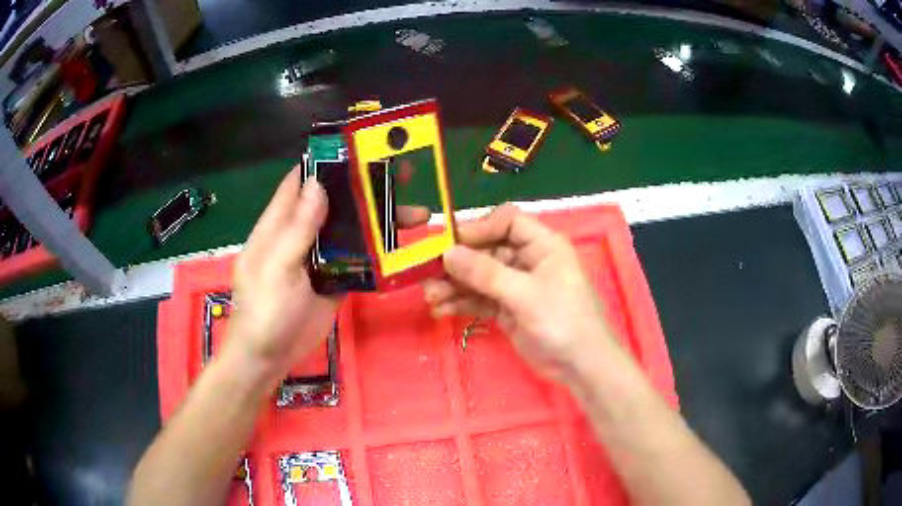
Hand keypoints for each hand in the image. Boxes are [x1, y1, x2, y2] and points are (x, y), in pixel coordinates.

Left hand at [226, 167, 429, 383]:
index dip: (326, 162)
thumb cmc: (264, 311)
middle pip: (334, 204)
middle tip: (404, 177)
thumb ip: (297, 229)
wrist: (269, 358)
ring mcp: (320, 259)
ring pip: (351, 231)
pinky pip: (358, 261)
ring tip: (417, 215)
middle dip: (365, 189)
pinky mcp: (335, 281)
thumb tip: (318, 183)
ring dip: (379, 221)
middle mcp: (301, 235)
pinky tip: (404, 247)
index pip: (300, 183)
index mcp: (279, 225)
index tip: (360, 147)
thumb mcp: (277, 268)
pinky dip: (378, 253)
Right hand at [423, 204, 615, 380]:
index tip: (451, 244)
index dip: (479, 228)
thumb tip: (448, 254)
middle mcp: (528, 259)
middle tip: (429, 275)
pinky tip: (441, 310)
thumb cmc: (562, 321)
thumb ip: (486, 273)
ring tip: (431, 297)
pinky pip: (480, 298)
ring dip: (454, 285)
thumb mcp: (525, 295)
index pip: (507, 222)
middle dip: (458, 263)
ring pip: (479, 276)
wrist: (581, 366)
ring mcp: (516, 285)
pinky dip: (462, 302)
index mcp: (542, 245)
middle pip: (487, 250)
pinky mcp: (508, 308)